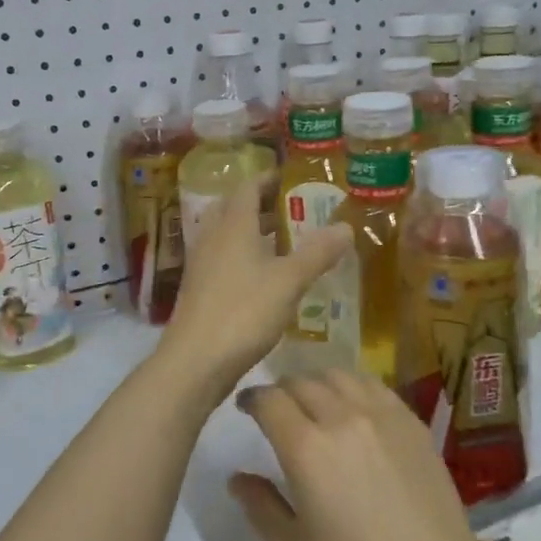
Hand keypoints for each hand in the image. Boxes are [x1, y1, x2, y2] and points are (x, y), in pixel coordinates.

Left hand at [158, 176, 350, 403]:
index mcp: (233, 224)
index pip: (248, 187)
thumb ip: (317, 252)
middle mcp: (212, 236)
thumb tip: (346, 225)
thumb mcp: (289, 281)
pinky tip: (266, 277)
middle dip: (262, 204)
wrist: (194, 361)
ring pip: (228, 235)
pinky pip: (223, 259)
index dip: (270, 179)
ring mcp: (202, 264)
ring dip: (253, 232)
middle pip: (234, 208)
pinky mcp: (199, 289)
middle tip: (294, 209)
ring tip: (286, 241)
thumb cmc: (243, 312)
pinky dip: (245, 257)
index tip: (294, 179)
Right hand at [229, 371, 499, 540]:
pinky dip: (351, 387)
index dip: (251, 399)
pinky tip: (352, 406)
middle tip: (277, 411)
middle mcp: (341, 416)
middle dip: (281, 391)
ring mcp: (380, 412)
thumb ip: (260, 507)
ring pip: (336, 375)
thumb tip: (238, 478)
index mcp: (306, 447)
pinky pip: (371, 384)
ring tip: (314, 403)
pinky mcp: (409, 418)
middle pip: (300, 381)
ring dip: (316, 383)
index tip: (246, 409)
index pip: (268, 400)